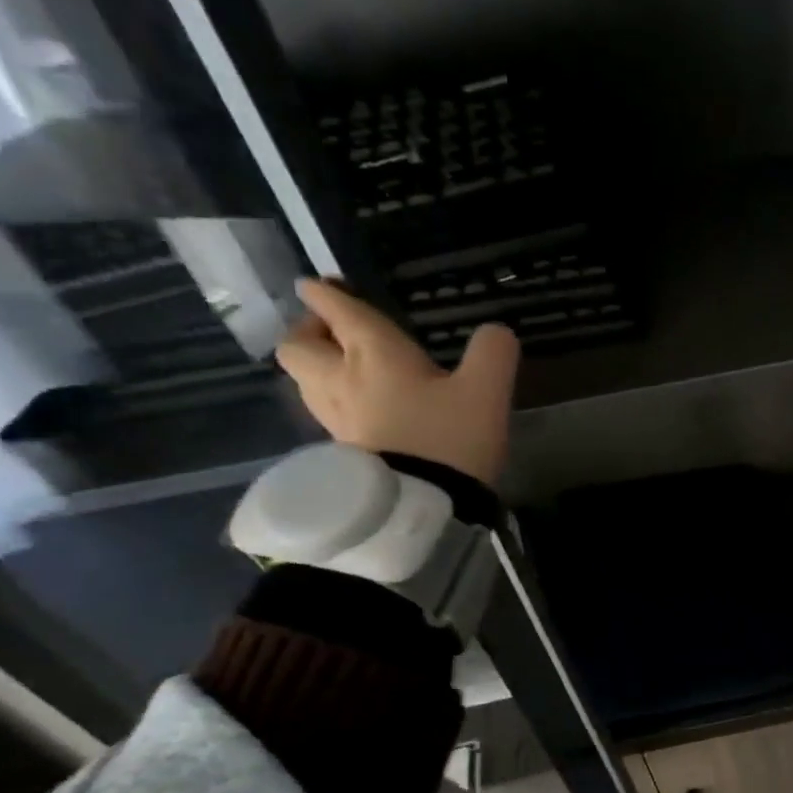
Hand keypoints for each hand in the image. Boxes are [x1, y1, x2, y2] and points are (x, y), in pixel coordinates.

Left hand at [275, 277, 519, 485]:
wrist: (423, 508)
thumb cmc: (450, 439)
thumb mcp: (487, 390)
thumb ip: (493, 352)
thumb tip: (495, 332)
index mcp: (374, 354)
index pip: (338, 311)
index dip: (326, 293)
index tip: (318, 285)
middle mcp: (342, 380)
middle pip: (297, 347)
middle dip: (308, 332)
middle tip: (332, 334)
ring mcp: (336, 420)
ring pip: (304, 382)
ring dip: (317, 369)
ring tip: (343, 371)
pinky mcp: (342, 454)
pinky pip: (325, 414)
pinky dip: (334, 403)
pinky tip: (360, 412)